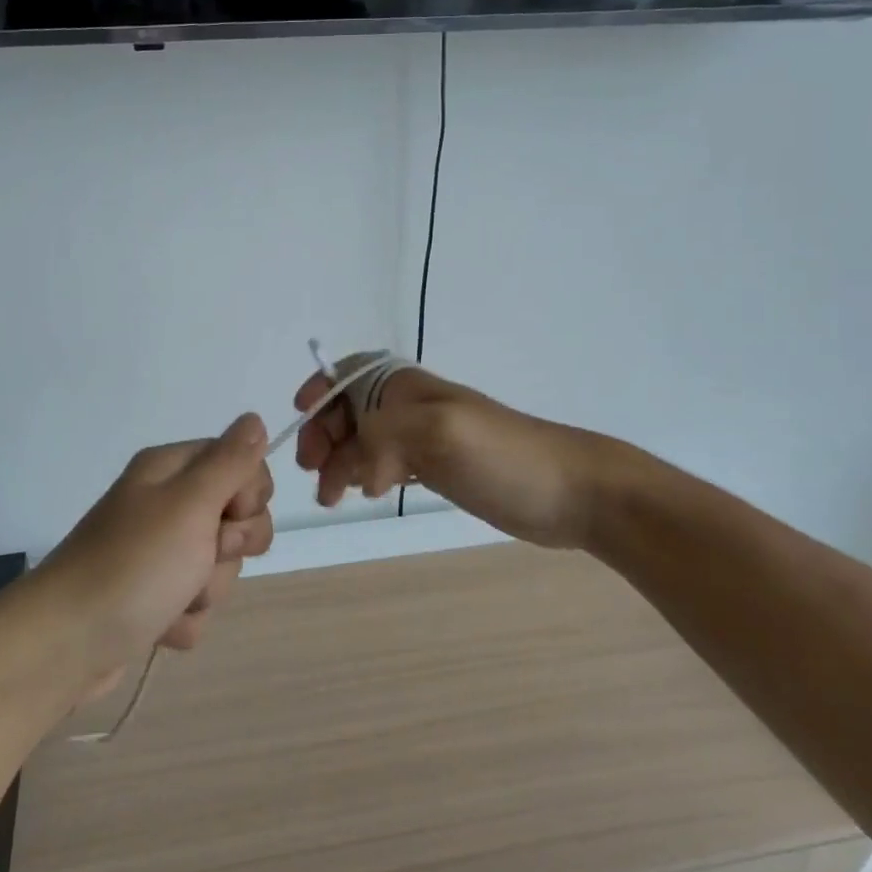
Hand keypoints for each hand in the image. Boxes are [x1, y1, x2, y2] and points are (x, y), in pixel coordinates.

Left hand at [37, 414, 273, 693]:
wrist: (64, 645)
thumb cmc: (134, 565)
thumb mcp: (190, 503)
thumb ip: (230, 462)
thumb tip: (255, 418)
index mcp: (170, 471)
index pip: (240, 464)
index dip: (248, 493)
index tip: (228, 514)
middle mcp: (164, 505)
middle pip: (235, 518)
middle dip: (231, 547)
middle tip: (202, 557)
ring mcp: (156, 553)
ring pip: (219, 565)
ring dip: (206, 589)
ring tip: (173, 599)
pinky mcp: (152, 598)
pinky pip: (196, 602)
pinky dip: (185, 618)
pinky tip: (160, 625)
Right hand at [293, 362, 598, 550]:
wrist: (571, 492)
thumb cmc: (505, 456)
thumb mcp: (440, 431)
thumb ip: (384, 437)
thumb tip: (354, 472)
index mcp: (408, 388)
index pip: (349, 375)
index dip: (320, 389)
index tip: (299, 418)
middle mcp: (411, 408)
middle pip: (349, 411)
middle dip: (324, 436)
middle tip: (315, 474)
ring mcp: (425, 439)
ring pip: (364, 441)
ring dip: (340, 462)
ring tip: (332, 497)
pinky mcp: (438, 469)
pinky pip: (385, 464)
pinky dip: (365, 476)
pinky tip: (362, 494)